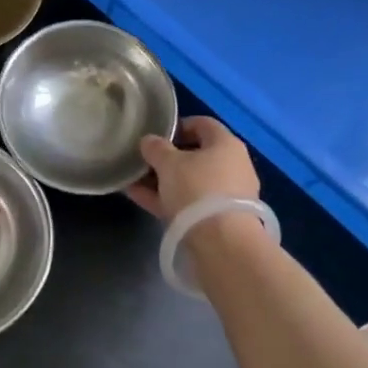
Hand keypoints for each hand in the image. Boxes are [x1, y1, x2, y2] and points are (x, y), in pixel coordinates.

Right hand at [126, 116, 261, 223]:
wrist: (222, 244)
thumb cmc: (197, 189)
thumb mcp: (169, 163)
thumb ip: (156, 148)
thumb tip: (149, 141)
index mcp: (226, 143)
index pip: (202, 124)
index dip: (178, 126)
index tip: (155, 135)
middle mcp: (233, 165)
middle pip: (196, 155)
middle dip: (167, 158)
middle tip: (143, 161)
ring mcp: (228, 195)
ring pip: (191, 181)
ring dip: (164, 181)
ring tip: (134, 182)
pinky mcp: (221, 220)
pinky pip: (190, 203)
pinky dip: (168, 199)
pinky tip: (140, 199)